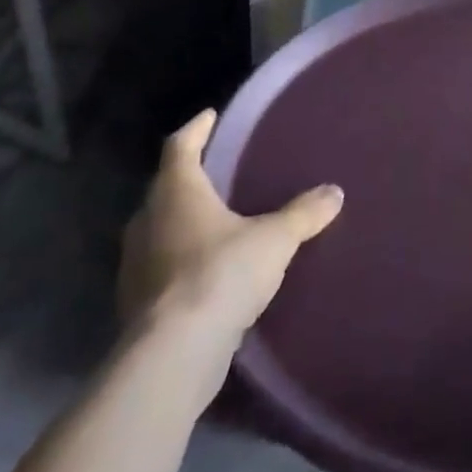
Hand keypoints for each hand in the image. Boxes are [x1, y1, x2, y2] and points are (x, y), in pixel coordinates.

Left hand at [119, 108, 343, 343]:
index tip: (209, 116)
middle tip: (219, 170)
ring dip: (183, 221)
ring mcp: (137, 265)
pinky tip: (207, 270)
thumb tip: (334, 192)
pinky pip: (161, 267)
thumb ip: (303, 213)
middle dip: (190, 177)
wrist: (174, 355)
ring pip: (160, 229)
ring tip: (217, 220)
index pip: (180, 147)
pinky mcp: (137, 303)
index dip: (196, 129)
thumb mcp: (275, 239)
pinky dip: (181, 260)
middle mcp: (148, 221)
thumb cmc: (221, 274)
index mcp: (176, 193)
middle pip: (166, 188)